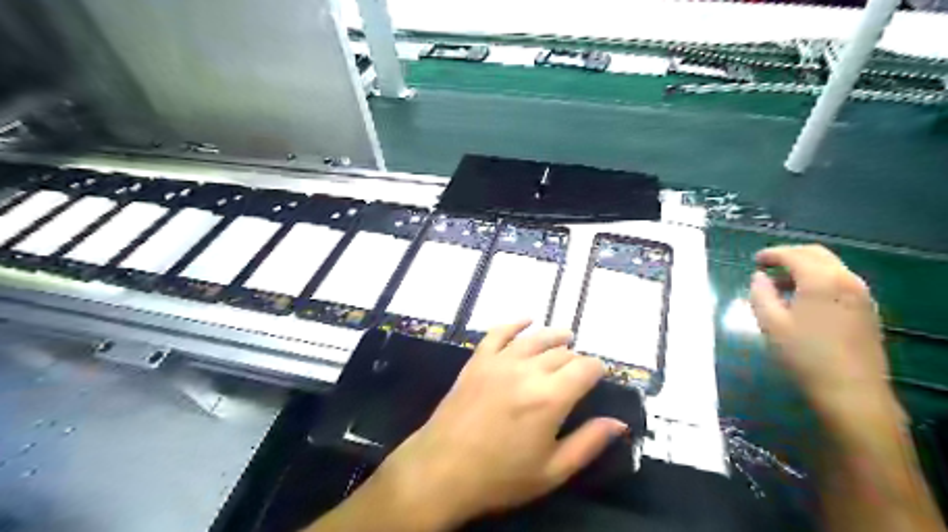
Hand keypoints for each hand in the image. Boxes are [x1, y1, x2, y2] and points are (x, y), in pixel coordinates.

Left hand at [365, 319, 628, 529]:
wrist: (441, 470)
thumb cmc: (500, 477)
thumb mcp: (552, 471)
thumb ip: (588, 443)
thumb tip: (618, 423)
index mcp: (550, 398)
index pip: (585, 368)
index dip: (598, 369)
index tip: (600, 376)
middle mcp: (527, 370)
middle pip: (561, 353)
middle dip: (576, 358)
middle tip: (579, 369)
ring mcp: (499, 361)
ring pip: (535, 338)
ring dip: (554, 336)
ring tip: (565, 336)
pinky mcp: (478, 360)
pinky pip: (499, 332)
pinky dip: (515, 323)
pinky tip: (525, 321)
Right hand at [749, 243, 897, 418]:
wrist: (851, 390)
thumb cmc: (804, 355)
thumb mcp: (771, 323)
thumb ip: (760, 294)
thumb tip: (759, 277)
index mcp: (821, 280)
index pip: (794, 255)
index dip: (771, 254)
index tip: (754, 261)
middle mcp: (846, 279)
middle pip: (816, 254)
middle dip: (790, 255)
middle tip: (767, 266)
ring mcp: (861, 294)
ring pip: (830, 266)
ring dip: (804, 267)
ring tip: (781, 283)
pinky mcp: (866, 308)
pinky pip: (839, 280)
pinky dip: (818, 279)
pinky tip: (803, 298)